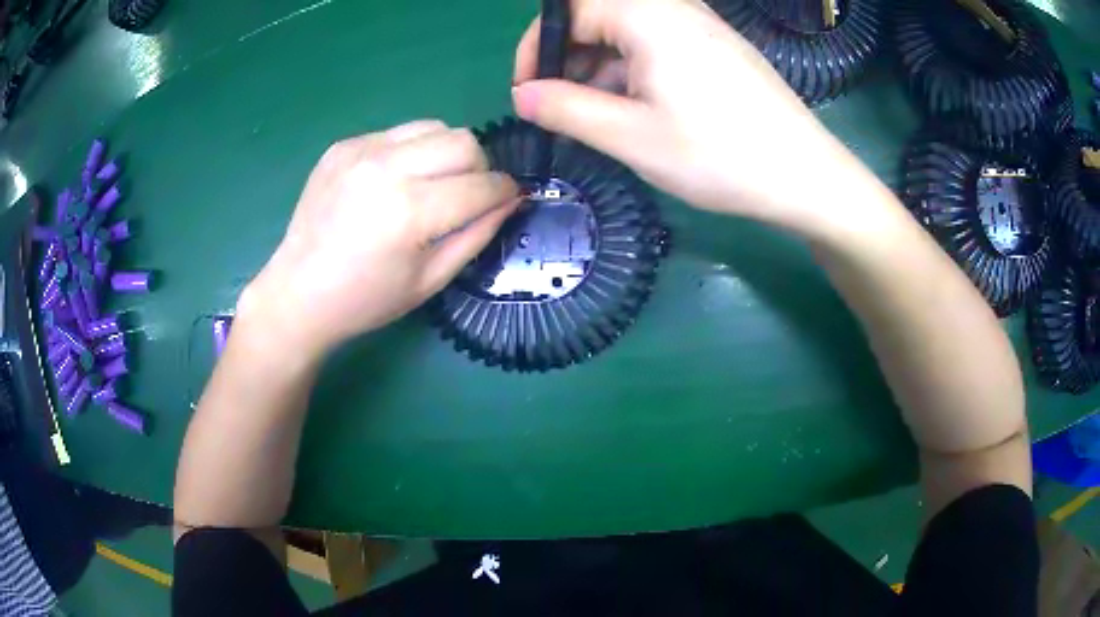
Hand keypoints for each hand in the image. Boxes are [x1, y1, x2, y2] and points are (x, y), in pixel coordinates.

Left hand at [240, 120, 518, 358]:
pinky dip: (411, 152)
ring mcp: (360, 151)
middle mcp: (386, 169)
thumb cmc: (366, 299)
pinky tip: (393, 182)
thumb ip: (478, 235)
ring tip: (431, 184)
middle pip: (463, 141)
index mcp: (410, 212)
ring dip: (446, 153)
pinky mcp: (343, 146)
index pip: (482, 184)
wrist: (298, 293)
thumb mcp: (431, 279)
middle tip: (467, 195)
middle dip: (479, 167)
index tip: (509, 199)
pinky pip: (398, 133)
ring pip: (434, 127)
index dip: (506, 192)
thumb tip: (512, 200)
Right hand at [512, 0, 872, 234]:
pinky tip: (639, 111)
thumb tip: (523, 95)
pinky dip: (634, 71)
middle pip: (599, 16)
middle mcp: (674, 8)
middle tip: (563, 108)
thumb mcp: (631, 136)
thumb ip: (566, 109)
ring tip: (600, 118)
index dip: (538, 48)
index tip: (530, 91)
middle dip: (569, 58)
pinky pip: (658, 44)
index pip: (568, 11)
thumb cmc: (719, 155)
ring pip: (628, 32)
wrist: (805, 175)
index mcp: (647, 15)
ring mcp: (701, 26)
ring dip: (601, 68)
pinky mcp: (717, 47)